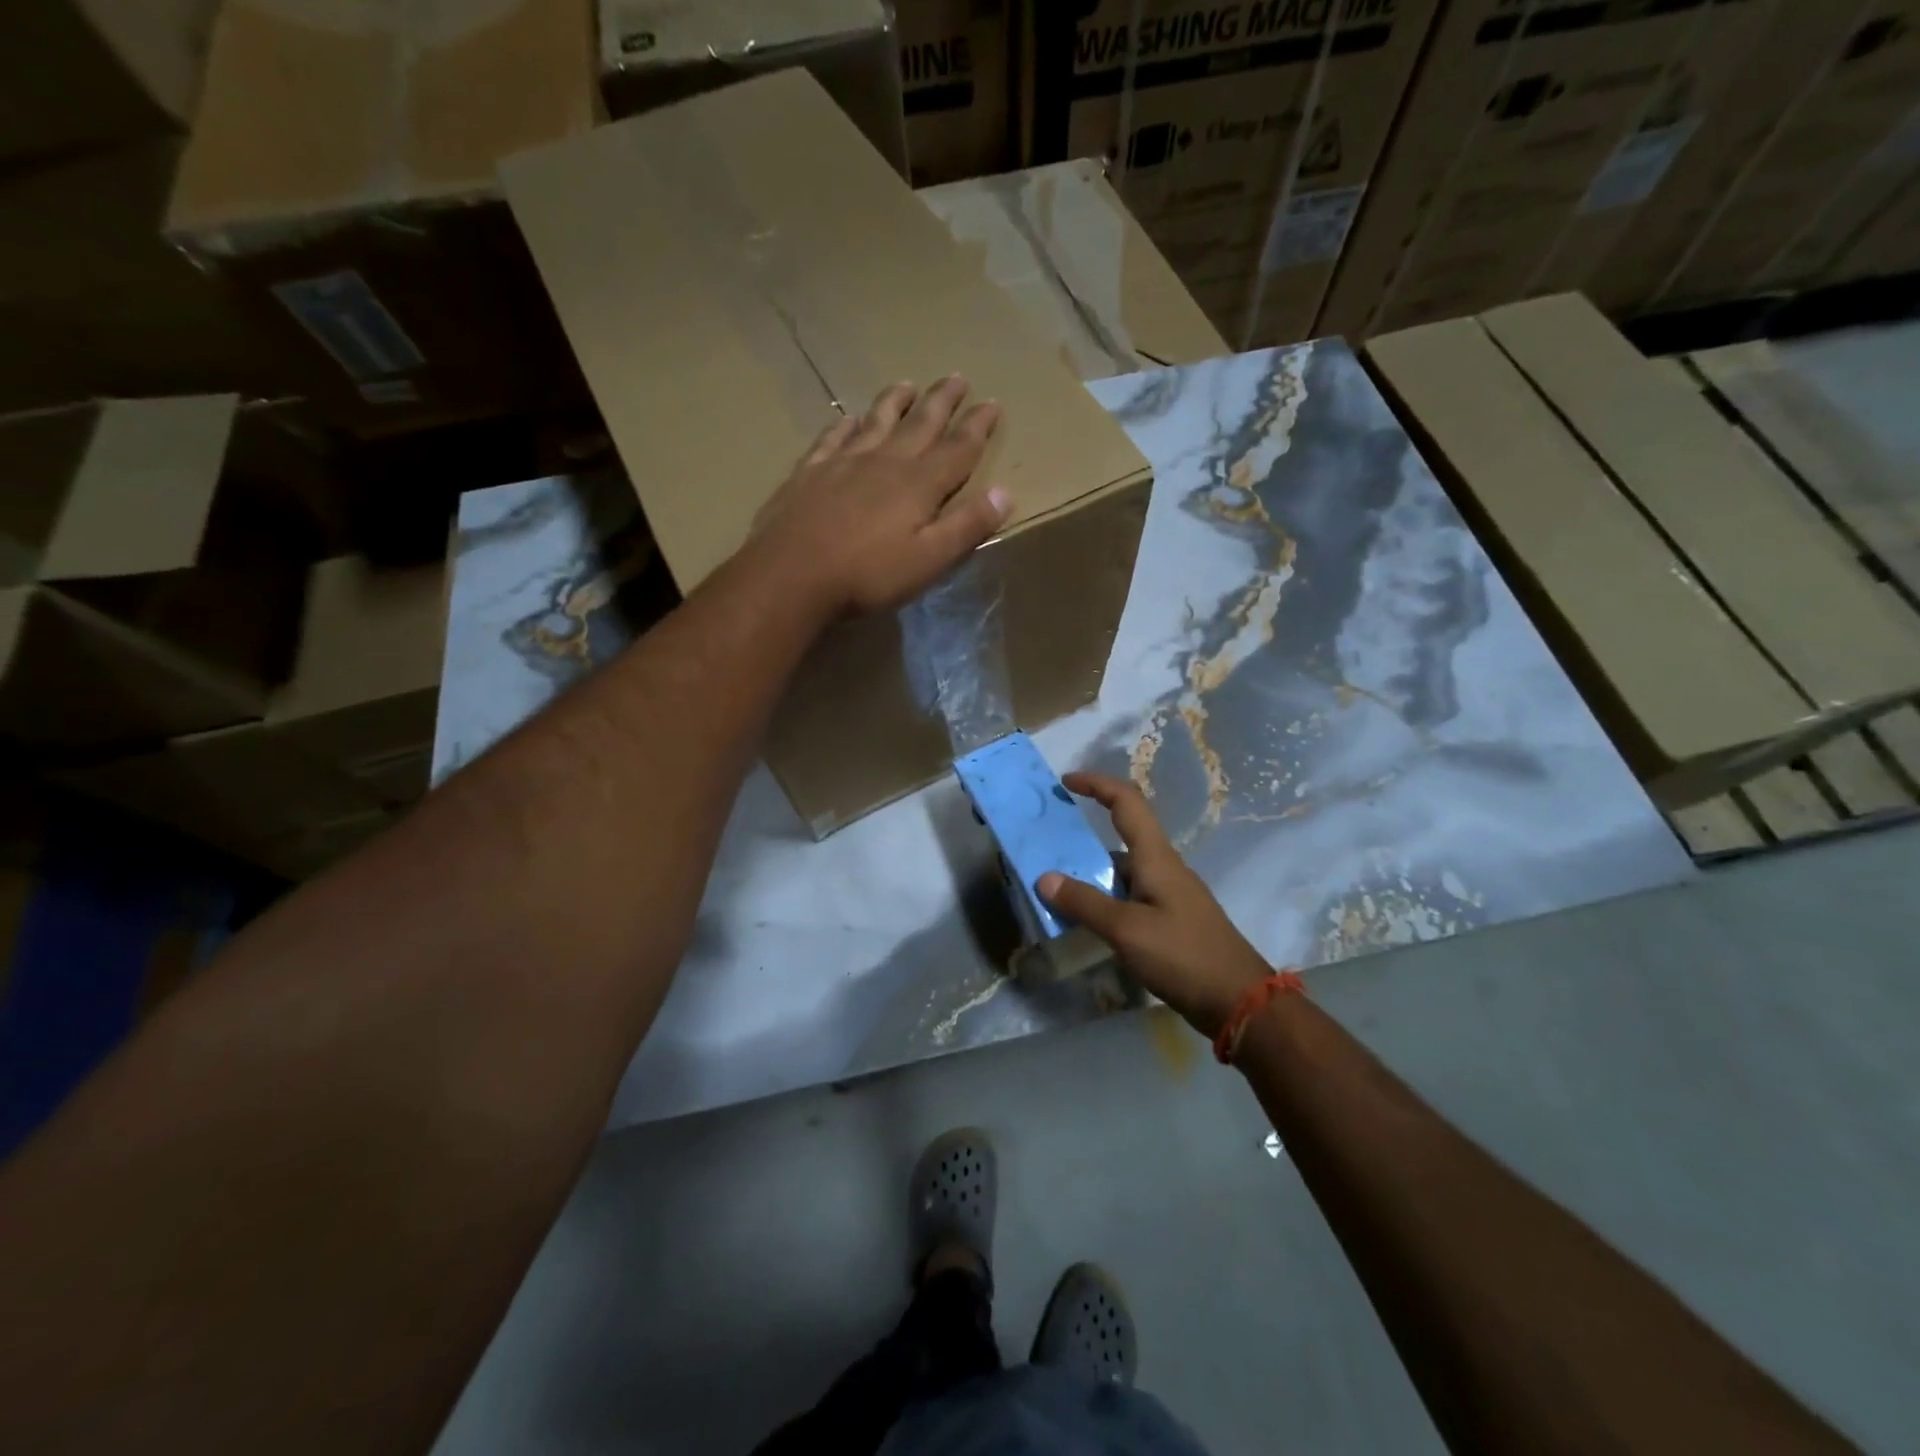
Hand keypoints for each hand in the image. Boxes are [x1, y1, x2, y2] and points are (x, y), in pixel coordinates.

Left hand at [753, 378, 1011, 615]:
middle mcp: (885, 462)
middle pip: (920, 424)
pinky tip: (849, 419)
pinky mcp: (810, 473)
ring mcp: (844, 463)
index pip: (958, 448)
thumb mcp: (929, 560)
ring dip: (895, 402)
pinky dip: (846, 425)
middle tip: (956, 378)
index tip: (992, 404)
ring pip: (876, 422)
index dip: (977, 427)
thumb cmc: (867, 575)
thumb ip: (966, 526)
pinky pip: (833, 438)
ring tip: (907, 385)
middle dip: (942, 402)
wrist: (791, 574)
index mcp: (919, 484)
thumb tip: (1004, 493)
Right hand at [1038, 773, 1269, 1038]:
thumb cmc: (1184, 955)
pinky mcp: (1170, 920)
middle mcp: (1163, 867)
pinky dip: (1104, 900)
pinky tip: (1085, 922)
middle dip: (1083, 838)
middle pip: (1121, 837)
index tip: (1065, 782)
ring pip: (1123, 871)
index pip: (1126, 802)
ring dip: (1090, 875)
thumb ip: (1085, 903)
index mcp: (1156, 857)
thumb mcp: (1127, 930)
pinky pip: (1129, 897)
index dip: (1096, 784)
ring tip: (1055, 891)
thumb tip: (1045, 877)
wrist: (1239, 1001)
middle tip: (1047, 851)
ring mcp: (1169, 895)